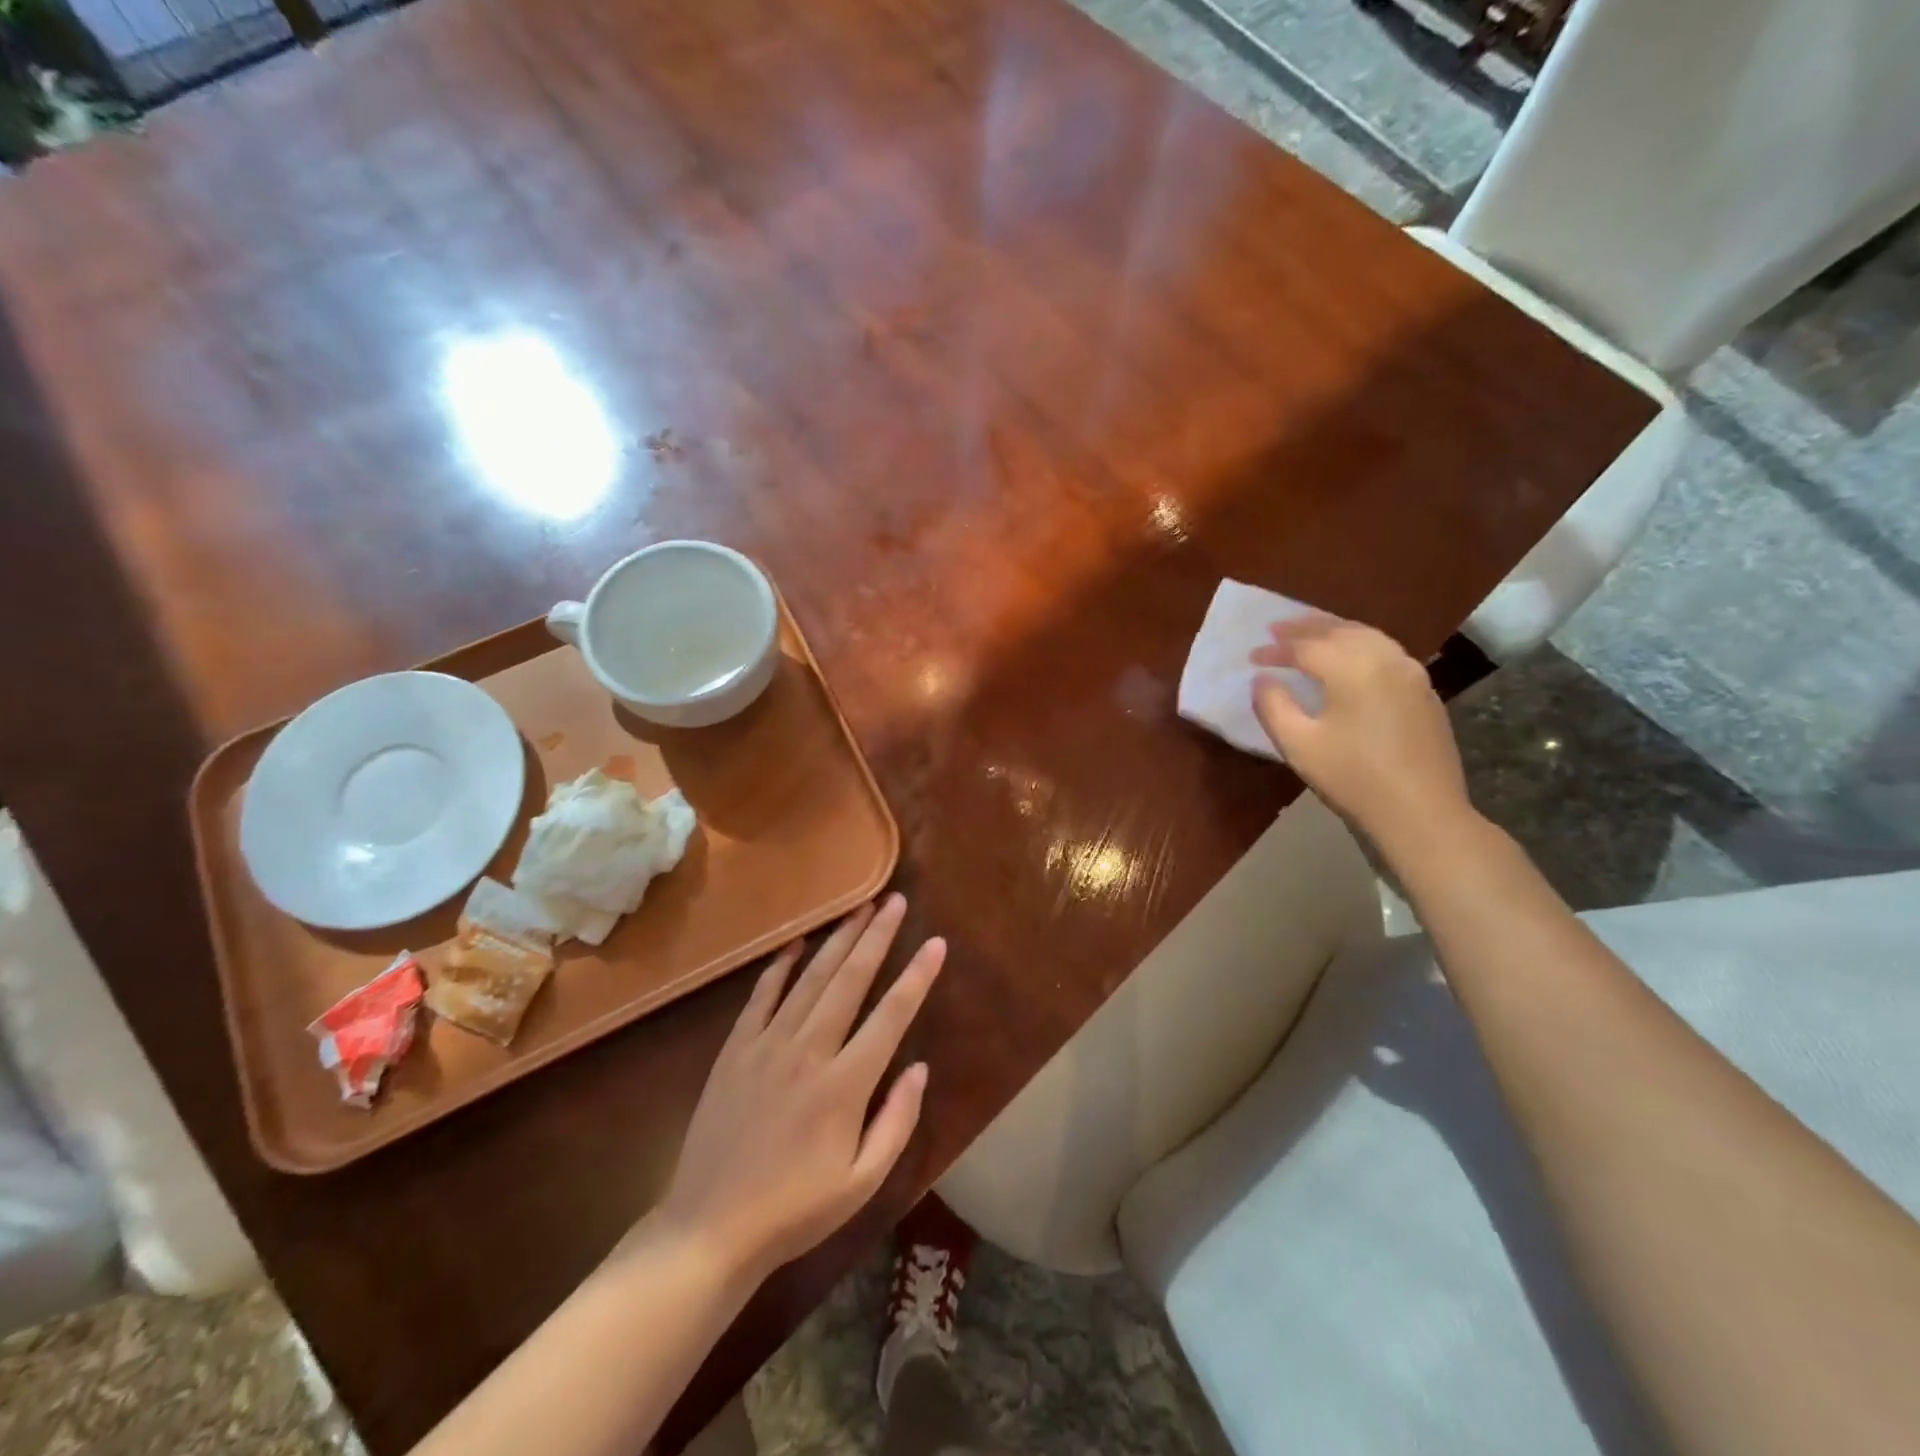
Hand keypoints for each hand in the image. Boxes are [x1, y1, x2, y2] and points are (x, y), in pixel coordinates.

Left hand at [652, 894, 944, 1287]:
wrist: (709, 1229)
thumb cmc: (795, 1210)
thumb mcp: (861, 1182)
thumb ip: (897, 1122)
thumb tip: (920, 1067)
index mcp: (845, 1085)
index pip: (891, 1016)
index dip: (917, 977)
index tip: (935, 943)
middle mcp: (809, 1052)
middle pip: (850, 980)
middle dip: (877, 936)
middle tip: (895, 900)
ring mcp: (767, 1045)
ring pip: (810, 978)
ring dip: (838, 940)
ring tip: (860, 908)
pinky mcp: (735, 1050)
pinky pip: (761, 996)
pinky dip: (780, 966)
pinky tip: (796, 943)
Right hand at [1250, 614, 1472, 851]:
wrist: (1421, 812)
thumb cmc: (1352, 778)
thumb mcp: (1298, 745)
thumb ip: (1273, 706)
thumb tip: (1263, 680)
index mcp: (1353, 669)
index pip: (1306, 647)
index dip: (1276, 649)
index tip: (1252, 657)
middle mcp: (1386, 659)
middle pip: (1341, 631)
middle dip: (1305, 628)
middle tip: (1277, 628)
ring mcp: (1411, 673)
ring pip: (1368, 636)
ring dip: (1335, 630)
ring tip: (1311, 634)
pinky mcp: (1424, 691)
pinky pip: (1386, 651)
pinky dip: (1359, 644)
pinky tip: (1349, 657)